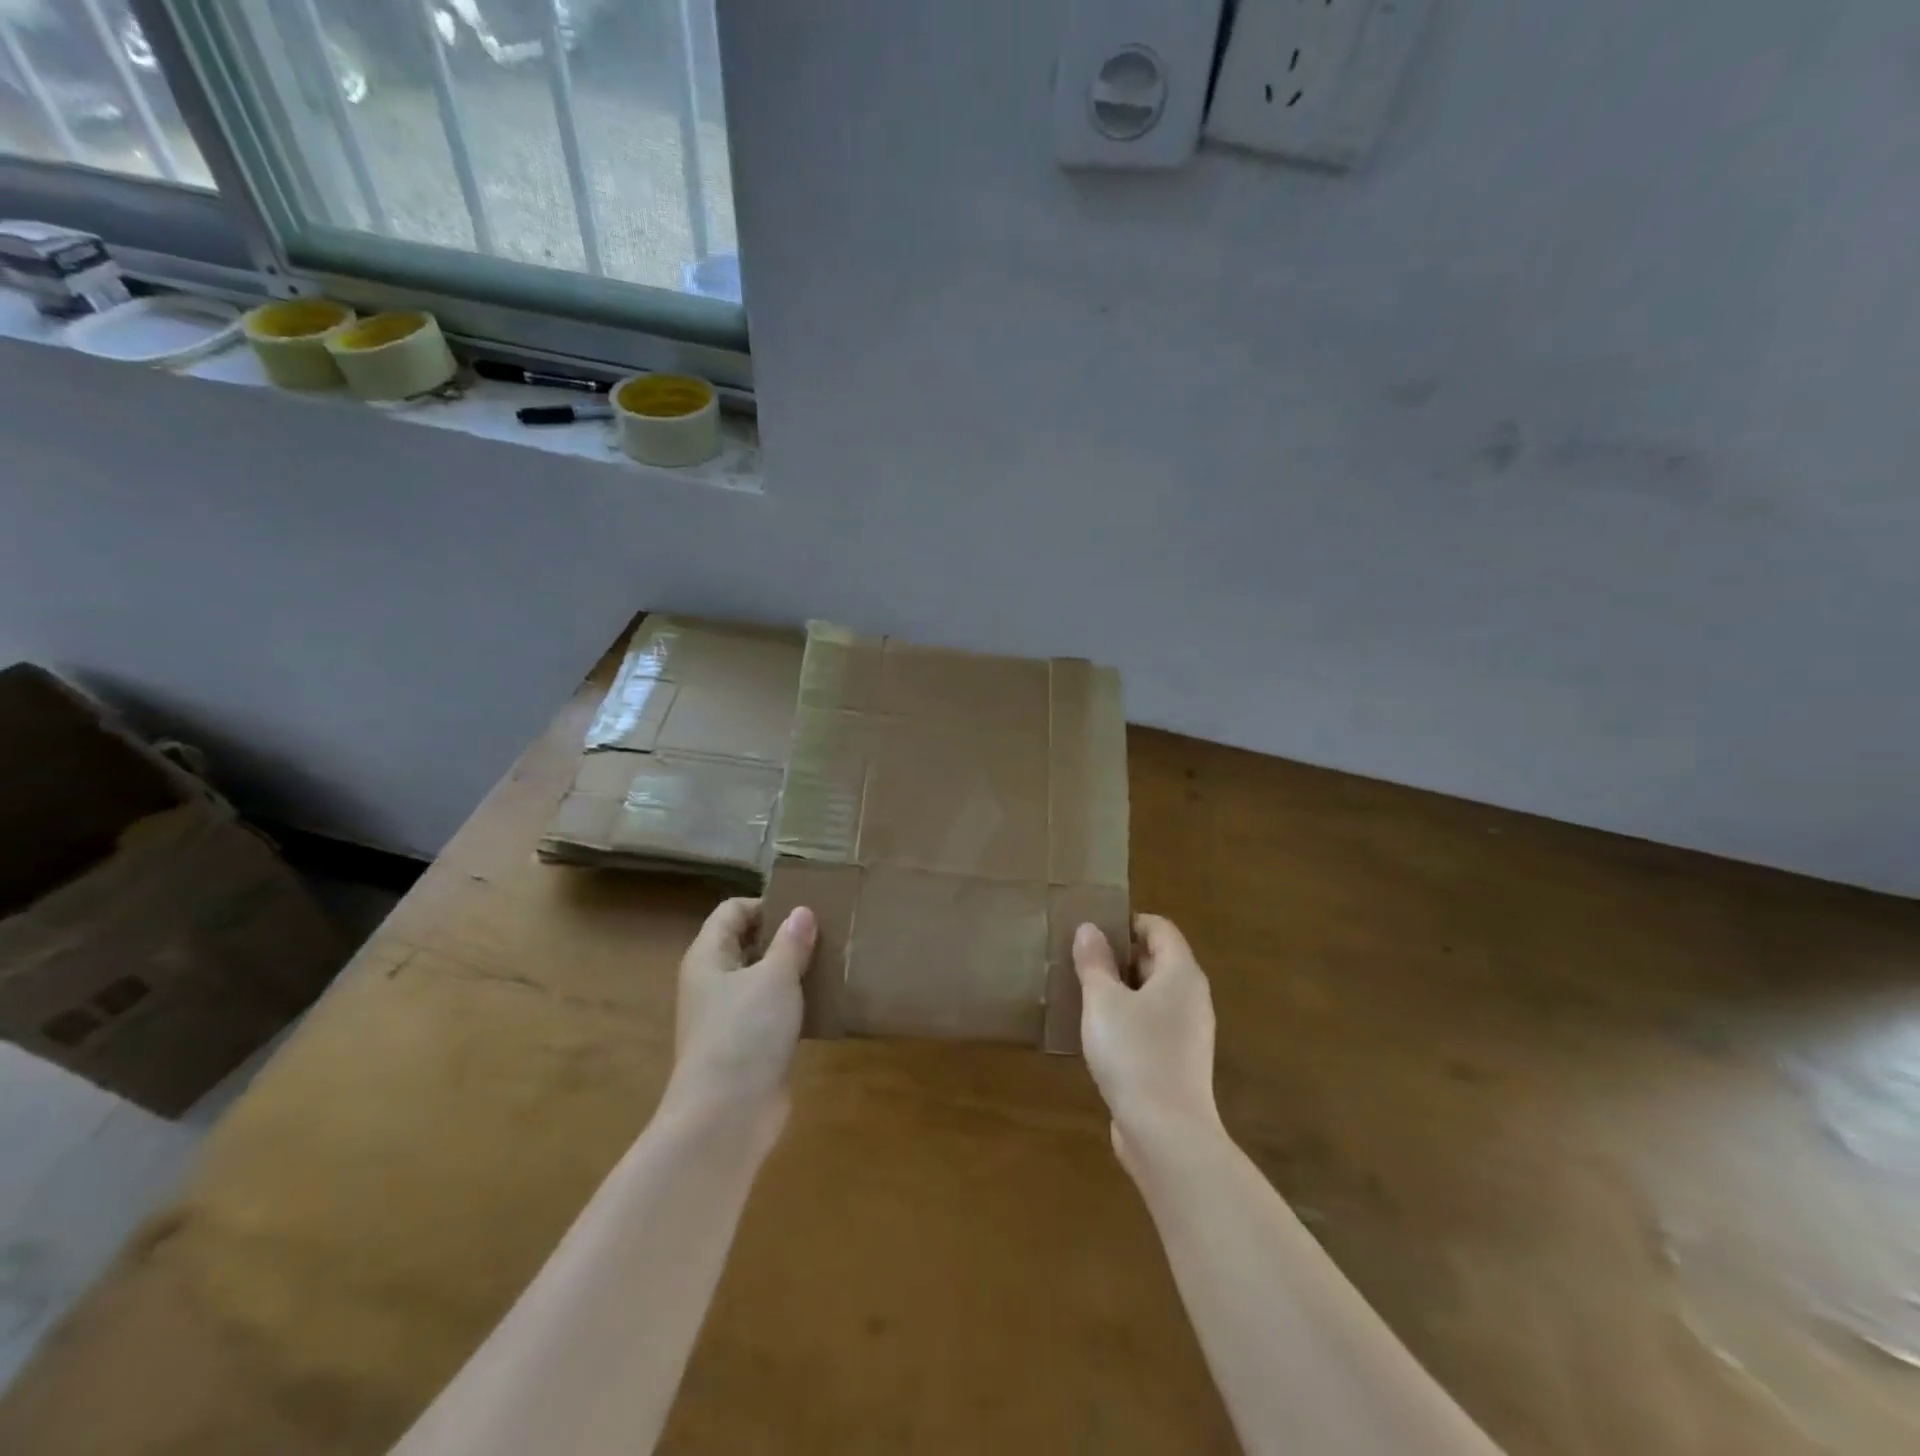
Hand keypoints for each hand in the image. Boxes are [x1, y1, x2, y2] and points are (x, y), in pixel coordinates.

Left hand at [666, 898, 816, 1118]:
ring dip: (792, 970)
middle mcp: (713, 983)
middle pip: (747, 943)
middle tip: (825, 932)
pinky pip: (772, 1011)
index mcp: (708, 957)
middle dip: (784, 936)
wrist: (726, 1116)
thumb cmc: (745, 1033)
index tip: (805, 909)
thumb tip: (802, 912)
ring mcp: (728, 1017)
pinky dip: (794, 1003)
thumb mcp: (774, 978)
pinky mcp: (748, 1046)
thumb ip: (790, 942)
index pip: (732, 911)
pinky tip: (824, 1002)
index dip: (766, 904)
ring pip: (762, 979)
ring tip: (831, 962)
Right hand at [1074, 914, 1220, 1173]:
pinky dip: (1128, 1020)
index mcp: (1181, 974)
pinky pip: (1152, 1025)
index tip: (1092, 930)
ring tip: (1082, 993)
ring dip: (1120, 990)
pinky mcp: (1178, 1062)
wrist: (1166, 1135)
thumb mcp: (1103, 1001)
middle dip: (1119, 956)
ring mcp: (1188, 1033)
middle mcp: (1192, 998)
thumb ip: (1095, 961)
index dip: (1127, 922)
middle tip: (1080, 960)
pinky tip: (1098, 1033)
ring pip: (1152, 995)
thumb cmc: (1134, 1054)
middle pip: (1157, 960)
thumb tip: (1090, 928)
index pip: (1159, 928)